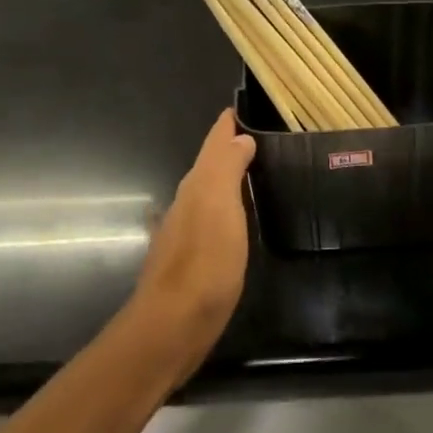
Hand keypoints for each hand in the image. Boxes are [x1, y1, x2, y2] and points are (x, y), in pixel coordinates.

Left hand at [124, 108, 256, 366]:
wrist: (173, 325)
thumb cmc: (204, 263)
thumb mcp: (220, 207)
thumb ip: (228, 168)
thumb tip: (238, 138)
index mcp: (197, 186)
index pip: (213, 144)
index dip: (227, 125)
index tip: (244, 106)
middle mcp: (187, 204)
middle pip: (209, 166)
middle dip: (229, 148)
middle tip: (258, 137)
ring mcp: (186, 234)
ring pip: (209, 193)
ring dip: (227, 178)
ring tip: (254, 171)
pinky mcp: (192, 261)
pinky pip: (211, 220)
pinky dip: (226, 208)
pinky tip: (236, 219)